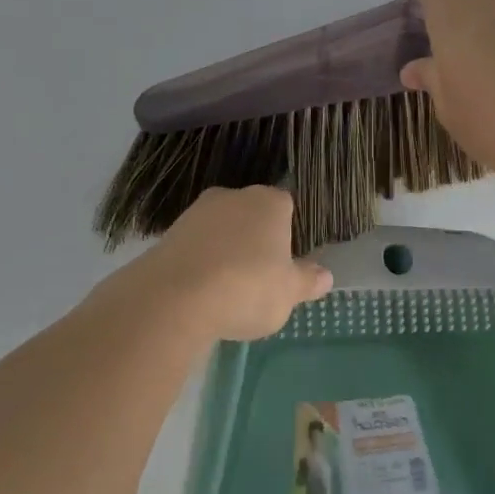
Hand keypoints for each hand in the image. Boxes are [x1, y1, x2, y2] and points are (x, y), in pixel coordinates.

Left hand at [122, 186, 332, 342]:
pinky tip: (201, 292)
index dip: (288, 234)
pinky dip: (200, 263)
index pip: (287, 207)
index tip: (286, 263)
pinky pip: (195, 246)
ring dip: (225, 252)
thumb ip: (307, 281)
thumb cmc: (247, 288)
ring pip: (222, 230)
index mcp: (270, 202)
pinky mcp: (169, 233)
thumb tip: (325, 275)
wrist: (174, 297)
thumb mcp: (288, 293)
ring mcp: (197, 211)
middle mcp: (234, 196)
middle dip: (256, 241)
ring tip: (226, 291)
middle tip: (259, 279)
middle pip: (252, 216)